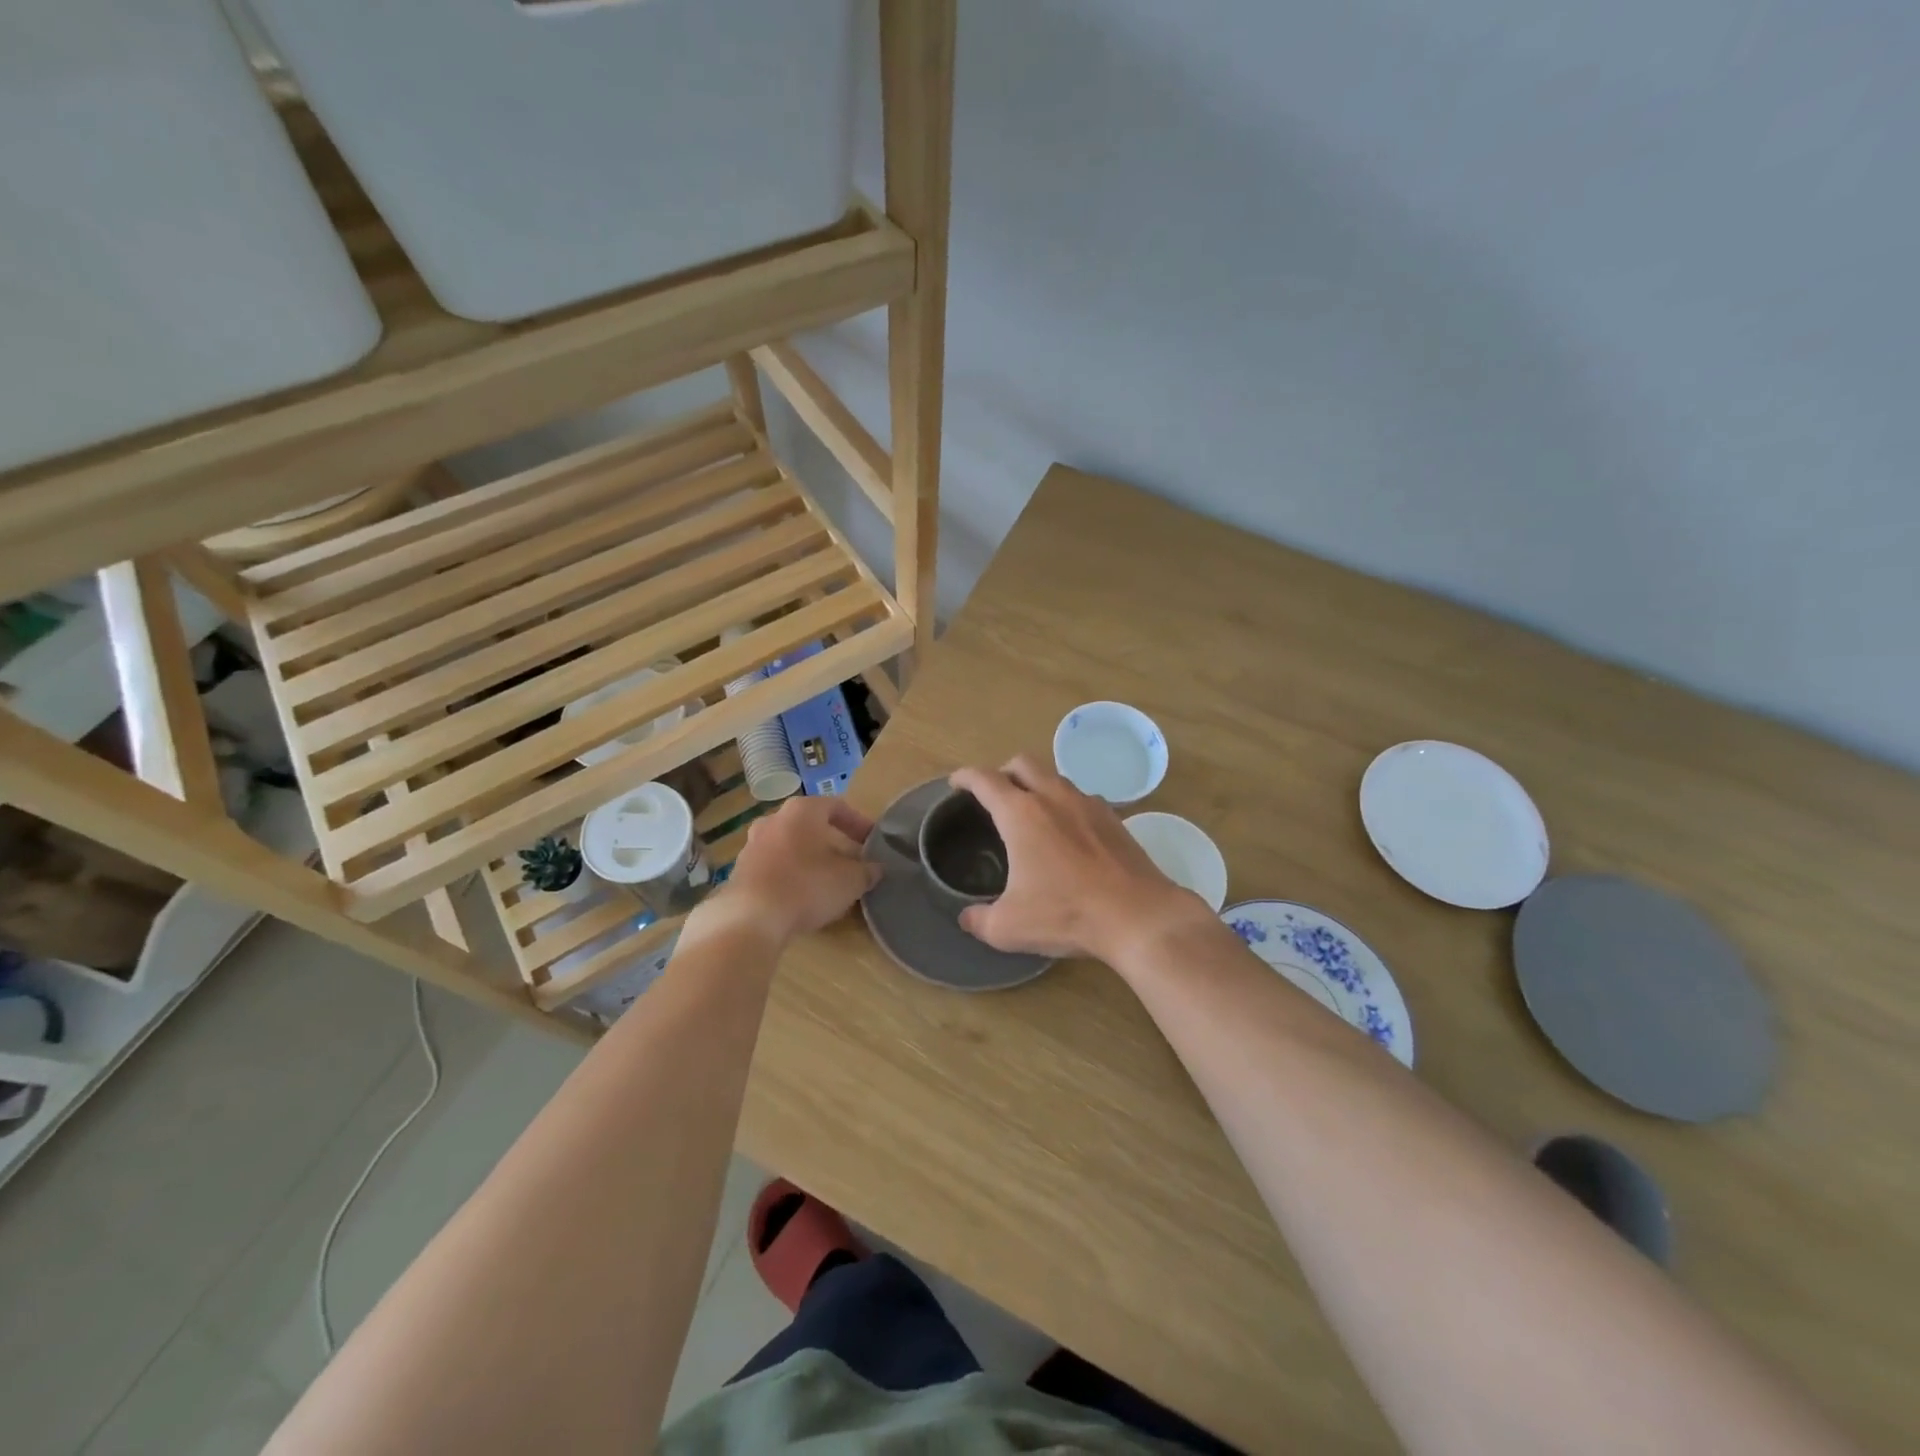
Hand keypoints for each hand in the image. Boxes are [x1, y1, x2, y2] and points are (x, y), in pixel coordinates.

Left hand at [711, 797, 880, 942]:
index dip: (859, 823)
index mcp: (802, 810)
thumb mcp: (850, 880)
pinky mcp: (740, 870)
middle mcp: (774, 819)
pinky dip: (791, 873)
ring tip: (827, 880)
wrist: (750, 918)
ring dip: (810, 858)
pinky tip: (802, 895)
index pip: (837, 806)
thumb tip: (875, 869)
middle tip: (852, 860)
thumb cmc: (807, 886)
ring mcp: (752, 844)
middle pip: (811, 825)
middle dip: (834, 841)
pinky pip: (774, 865)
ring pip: (791, 844)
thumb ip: (867, 871)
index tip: (872, 841)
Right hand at [949, 756, 1207, 962]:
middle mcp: (1053, 797)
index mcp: (1021, 814)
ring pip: (1055, 777)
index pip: (985, 780)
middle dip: (1002, 772)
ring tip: (1031, 812)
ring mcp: (1088, 803)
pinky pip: (1081, 798)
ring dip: (1037, 785)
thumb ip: (980, 920)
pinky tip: (1068, 832)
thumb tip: (967, 918)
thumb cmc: (1066, 914)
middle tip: (994, 794)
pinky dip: (1066, 804)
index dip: (965, 777)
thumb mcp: (1010, 927)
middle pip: (1022, 763)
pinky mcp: (1114, 818)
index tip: (956, 783)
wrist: (1138, 915)